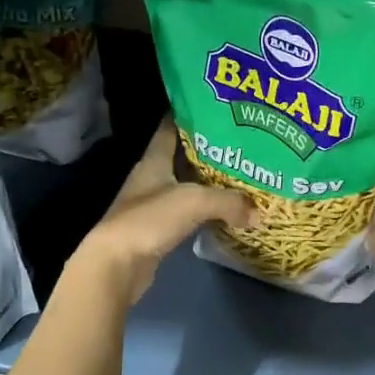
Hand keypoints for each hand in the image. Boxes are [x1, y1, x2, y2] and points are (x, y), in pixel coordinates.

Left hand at [68, 118, 251, 304]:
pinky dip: (204, 211)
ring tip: (238, 176)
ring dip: (207, 183)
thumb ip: (229, 202)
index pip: (169, 128)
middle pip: (181, 157)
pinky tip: (224, 211)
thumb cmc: (150, 219)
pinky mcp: (157, 230)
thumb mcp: (195, 201)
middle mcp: (151, 178)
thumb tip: (258, 214)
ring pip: (185, 186)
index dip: (188, 116)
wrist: (117, 265)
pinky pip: (186, 213)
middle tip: (239, 144)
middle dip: (208, 150)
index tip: (214, 109)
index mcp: (154, 160)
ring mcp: (151, 205)